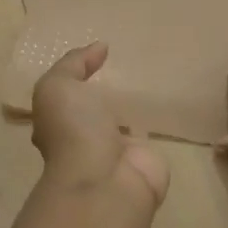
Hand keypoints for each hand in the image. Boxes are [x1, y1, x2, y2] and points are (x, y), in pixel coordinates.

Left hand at [31, 43, 169, 211]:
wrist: (107, 180)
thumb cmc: (75, 130)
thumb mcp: (59, 86)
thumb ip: (74, 63)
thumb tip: (99, 47)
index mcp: (59, 123)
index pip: (67, 98)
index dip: (78, 77)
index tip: (101, 55)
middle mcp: (85, 139)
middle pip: (96, 111)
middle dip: (107, 94)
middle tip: (129, 65)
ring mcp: (116, 153)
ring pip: (124, 124)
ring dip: (133, 108)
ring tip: (151, 78)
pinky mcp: (144, 161)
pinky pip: (150, 135)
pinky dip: (157, 122)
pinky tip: (168, 102)